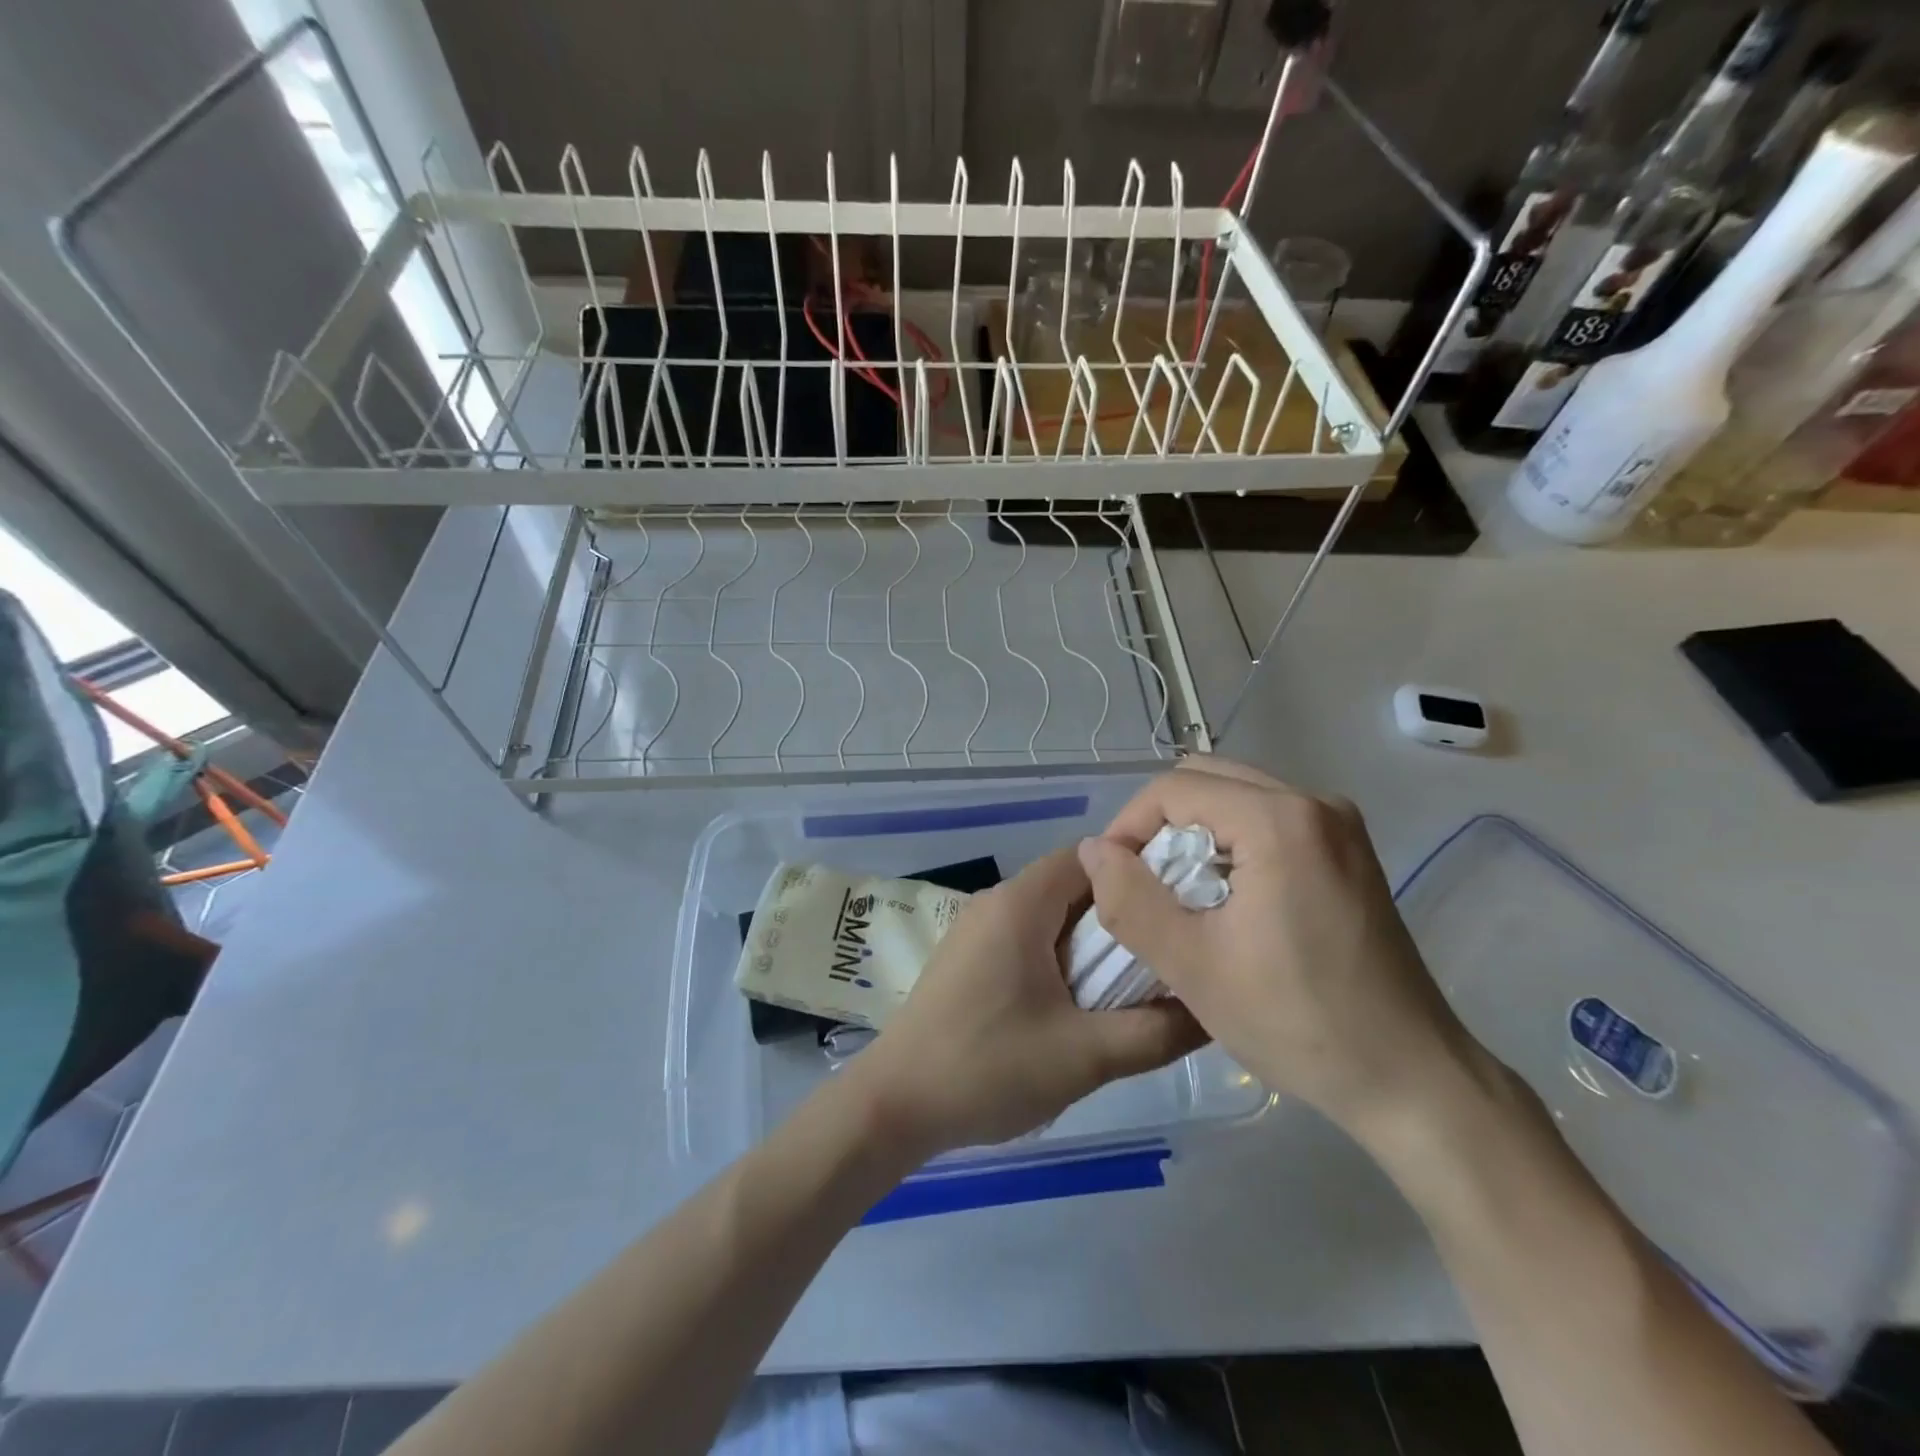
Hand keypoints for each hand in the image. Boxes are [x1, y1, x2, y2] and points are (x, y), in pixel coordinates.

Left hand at [848, 848, 1206, 1159]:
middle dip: (1120, 914)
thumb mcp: (1085, 1055)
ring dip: (1091, 942)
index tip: (1179, 907)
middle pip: (1073, 884)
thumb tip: (1212, 1009)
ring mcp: (977, 930)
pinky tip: (1081, 1003)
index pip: (1091, 856)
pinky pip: (1027, 939)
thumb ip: (1156, 1031)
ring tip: (1134, 983)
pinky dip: (1061, 958)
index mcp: (1021, 903)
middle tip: (1167, 952)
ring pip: (1051, 916)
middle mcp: (997, 902)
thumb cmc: (988, 1067)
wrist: (894, 1104)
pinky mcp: (968, 959)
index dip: (1139, 873)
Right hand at [1076, 758, 1476, 1143]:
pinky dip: (1231, 843)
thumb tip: (1093, 851)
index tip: (1113, 880)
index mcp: (1280, 820)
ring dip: (1195, 834)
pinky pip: (1269, 819)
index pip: (1174, 788)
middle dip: (1160, 825)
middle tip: (1143, 885)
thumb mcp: (1192, 966)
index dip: (1129, 826)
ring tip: (1179, 895)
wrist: (1411, 1079)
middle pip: (1207, 780)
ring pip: (1237, 797)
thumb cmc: (1297, 1022)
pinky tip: (1227, 900)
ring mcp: (1339, 824)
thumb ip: (1130, 900)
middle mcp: (1315, 802)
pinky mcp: (1349, 851)